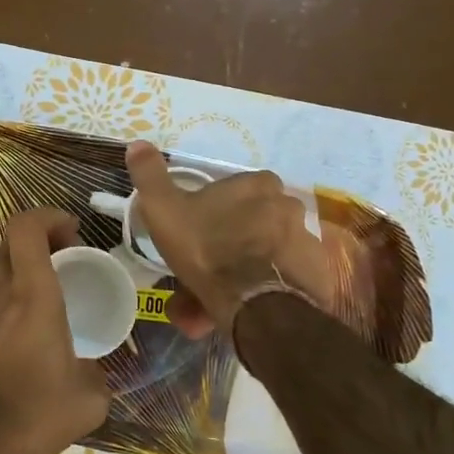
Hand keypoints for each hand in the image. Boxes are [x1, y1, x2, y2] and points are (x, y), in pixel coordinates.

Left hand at [0, 207, 110, 453]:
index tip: (75, 232)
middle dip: (40, 235)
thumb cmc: (31, 414)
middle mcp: (0, 290)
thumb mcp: (88, 401)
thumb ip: (100, 376)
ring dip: (20, 258)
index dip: (50, 216)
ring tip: (47, 283)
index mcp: (33, 294)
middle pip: (8, 237)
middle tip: (66, 257)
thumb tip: (97, 372)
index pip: (26, 226)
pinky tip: (26, 317)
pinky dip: (7, 284)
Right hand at [126, 141, 332, 337]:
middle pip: (254, 223)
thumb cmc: (207, 247)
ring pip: (266, 254)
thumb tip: (137, 143)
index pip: (239, 189)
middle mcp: (289, 207)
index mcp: (258, 185)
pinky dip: (263, 291)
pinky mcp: (316, 277)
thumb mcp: (165, 209)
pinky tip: (241, 310)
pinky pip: (282, 280)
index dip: (217, 209)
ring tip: (216, 301)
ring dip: (244, 272)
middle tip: (204, 272)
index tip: (199, 230)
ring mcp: (307, 242)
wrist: (253, 304)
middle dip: (229, 245)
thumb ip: (151, 176)